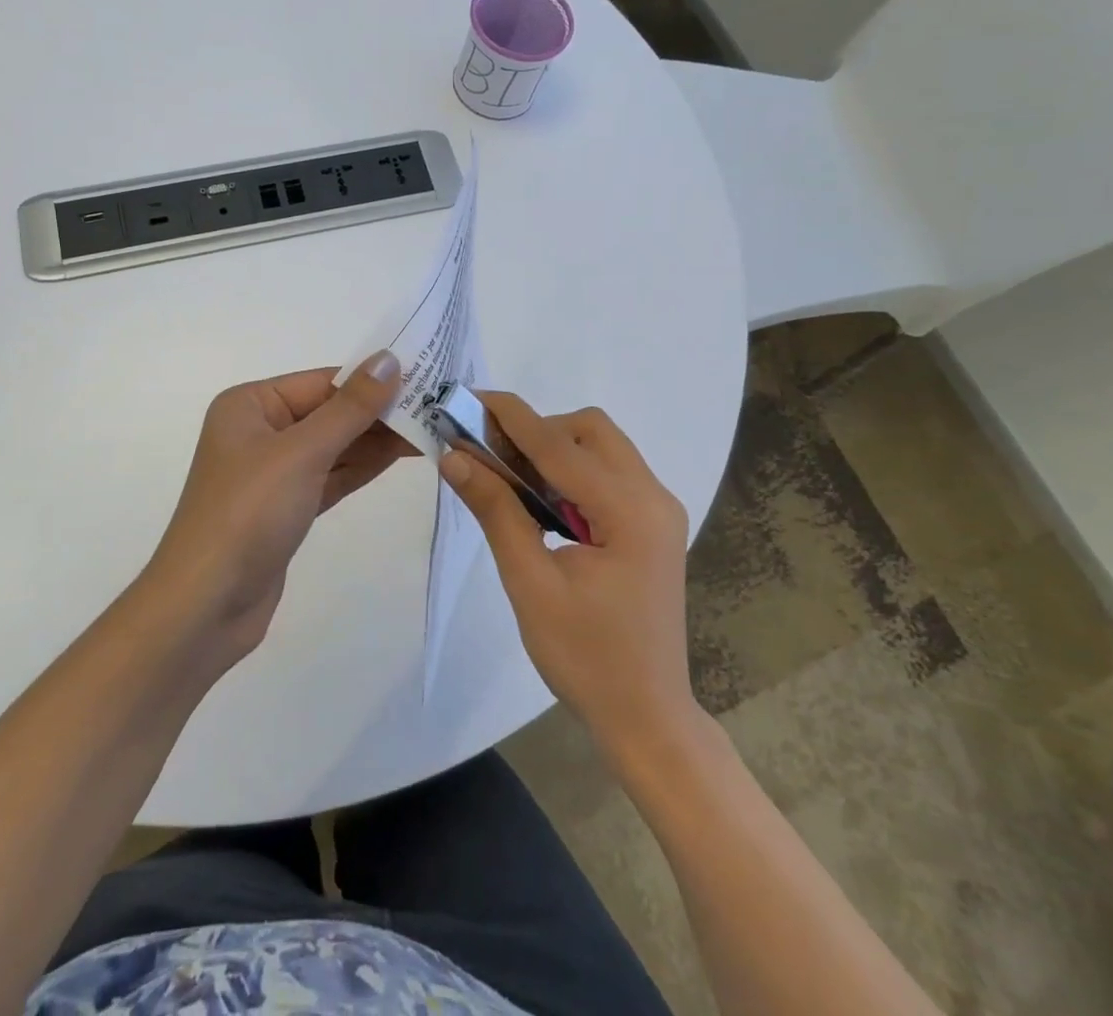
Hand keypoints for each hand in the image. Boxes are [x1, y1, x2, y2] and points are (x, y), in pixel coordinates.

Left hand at [141, 351, 407, 661]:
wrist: (206, 607)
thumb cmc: (248, 514)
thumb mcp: (302, 453)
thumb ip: (350, 408)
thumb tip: (389, 359)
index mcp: (250, 405)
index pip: (322, 382)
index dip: (372, 380)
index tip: (425, 377)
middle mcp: (259, 431)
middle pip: (330, 412)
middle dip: (379, 412)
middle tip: (438, 407)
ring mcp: (273, 472)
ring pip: (334, 446)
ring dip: (377, 440)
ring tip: (431, 428)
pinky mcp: (287, 507)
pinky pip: (331, 476)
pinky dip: (362, 467)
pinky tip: (402, 456)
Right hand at [440, 394, 695, 755]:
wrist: (646, 717)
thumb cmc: (586, 658)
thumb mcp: (530, 583)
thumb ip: (496, 511)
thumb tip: (454, 456)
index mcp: (630, 512)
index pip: (559, 445)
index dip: (510, 416)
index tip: (468, 397)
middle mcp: (653, 497)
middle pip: (591, 430)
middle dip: (538, 430)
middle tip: (492, 455)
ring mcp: (658, 510)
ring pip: (601, 447)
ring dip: (554, 449)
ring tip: (510, 478)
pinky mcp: (652, 524)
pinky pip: (609, 473)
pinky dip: (571, 471)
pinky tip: (542, 501)